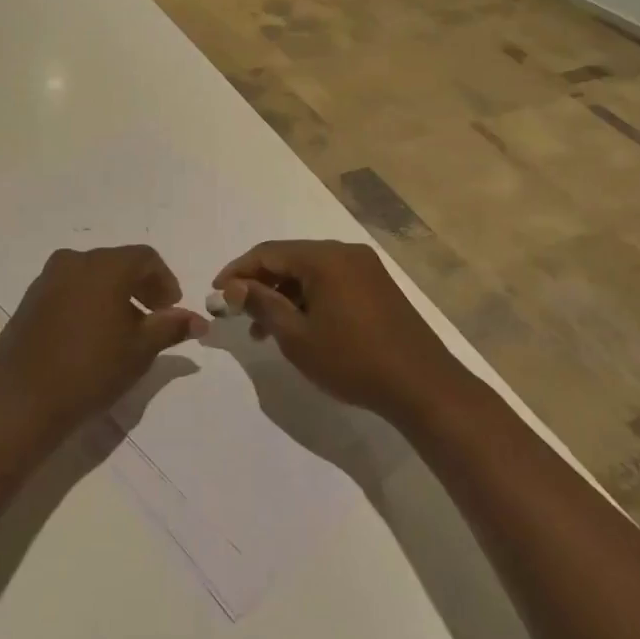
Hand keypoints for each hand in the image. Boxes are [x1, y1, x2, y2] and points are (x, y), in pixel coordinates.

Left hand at [0, 245, 205, 438]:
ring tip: (123, 331)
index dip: (164, 281)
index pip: (145, 257)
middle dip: (140, 286)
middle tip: (153, 319)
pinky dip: (88, 301)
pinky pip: (69, 289)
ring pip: (92, 275)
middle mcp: (74, 261)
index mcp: (104, 266)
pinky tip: (91, 336)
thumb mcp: (139, 351)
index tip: (171, 309)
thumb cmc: (90, 371)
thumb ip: (170, 327)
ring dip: (114, 294)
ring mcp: (47, 279)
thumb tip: (198, 320)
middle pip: (117, 263)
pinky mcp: (30, 299)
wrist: (21, 401)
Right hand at [214, 240, 461, 423]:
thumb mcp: (297, 336)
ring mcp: (364, 268)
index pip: (268, 253)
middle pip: (289, 259)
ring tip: (264, 330)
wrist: (423, 386)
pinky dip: (308, 298)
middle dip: (260, 284)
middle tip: (238, 315)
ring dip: (283, 294)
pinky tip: (299, 326)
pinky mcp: (377, 286)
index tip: (216, 294)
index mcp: (324, 258)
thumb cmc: (353, 361)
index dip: (237, 271)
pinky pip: (330, 282)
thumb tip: (233, 287)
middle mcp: (345, 252)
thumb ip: (262, 305)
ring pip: (310, 272)